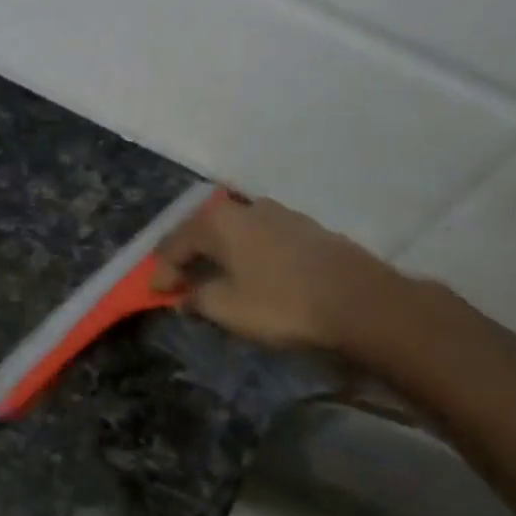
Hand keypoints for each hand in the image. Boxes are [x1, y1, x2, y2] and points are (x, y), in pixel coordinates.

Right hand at [151, 196, 402, 352]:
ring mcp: (281, 214)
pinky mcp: (306, 229)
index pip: (175, 242)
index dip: (162, 270)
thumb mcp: (226, 307)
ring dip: (218, 252)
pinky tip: (250, 272)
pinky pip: (260, 237)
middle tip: (178, 280)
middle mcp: (246, 208)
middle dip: (188, 255)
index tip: (156, 294)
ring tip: (213, 276)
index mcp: (220, 221)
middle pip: (204, 229)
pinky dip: (245, 253)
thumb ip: (198, 298)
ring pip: (235, 230)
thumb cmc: (281, 303)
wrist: (359, 301)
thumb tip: (187, 295)